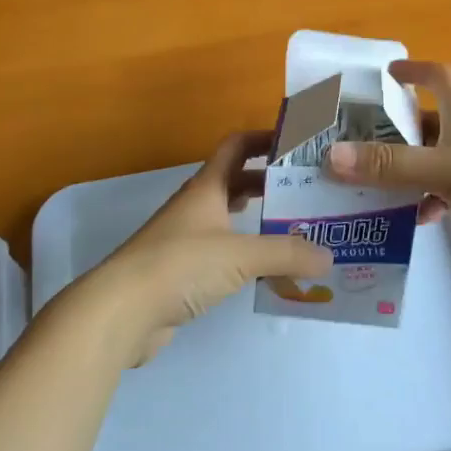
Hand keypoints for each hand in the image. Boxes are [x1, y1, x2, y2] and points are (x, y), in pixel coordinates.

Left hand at [94, 132, 331, 362]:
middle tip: (307, 191)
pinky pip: (223, 252)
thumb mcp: (240, 255)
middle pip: (237, 181)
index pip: (237, 145)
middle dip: (270, 182)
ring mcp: (186, 239)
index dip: (264, 137)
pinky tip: (267, 269)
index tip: (297, 142)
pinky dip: (246, 254)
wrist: (121, 312)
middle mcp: (197, 206)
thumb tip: (329, 257)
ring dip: (259, 219)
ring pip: (230, 217)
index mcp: (207, 187)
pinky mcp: (182, 272)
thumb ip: (286, 254)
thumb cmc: (180, 265)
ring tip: (296, 228)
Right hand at [323, 61, 450, 255]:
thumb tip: (332, 155)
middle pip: (429, 119)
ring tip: (376, 184)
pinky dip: (434, 198)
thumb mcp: (442, 168)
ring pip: (437, 157)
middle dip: (397, 128)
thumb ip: (389, 165)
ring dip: (411, 168)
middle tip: (360, 141)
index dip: (412, 69)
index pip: (436, 75)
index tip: (387, 71)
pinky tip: (419, 218)